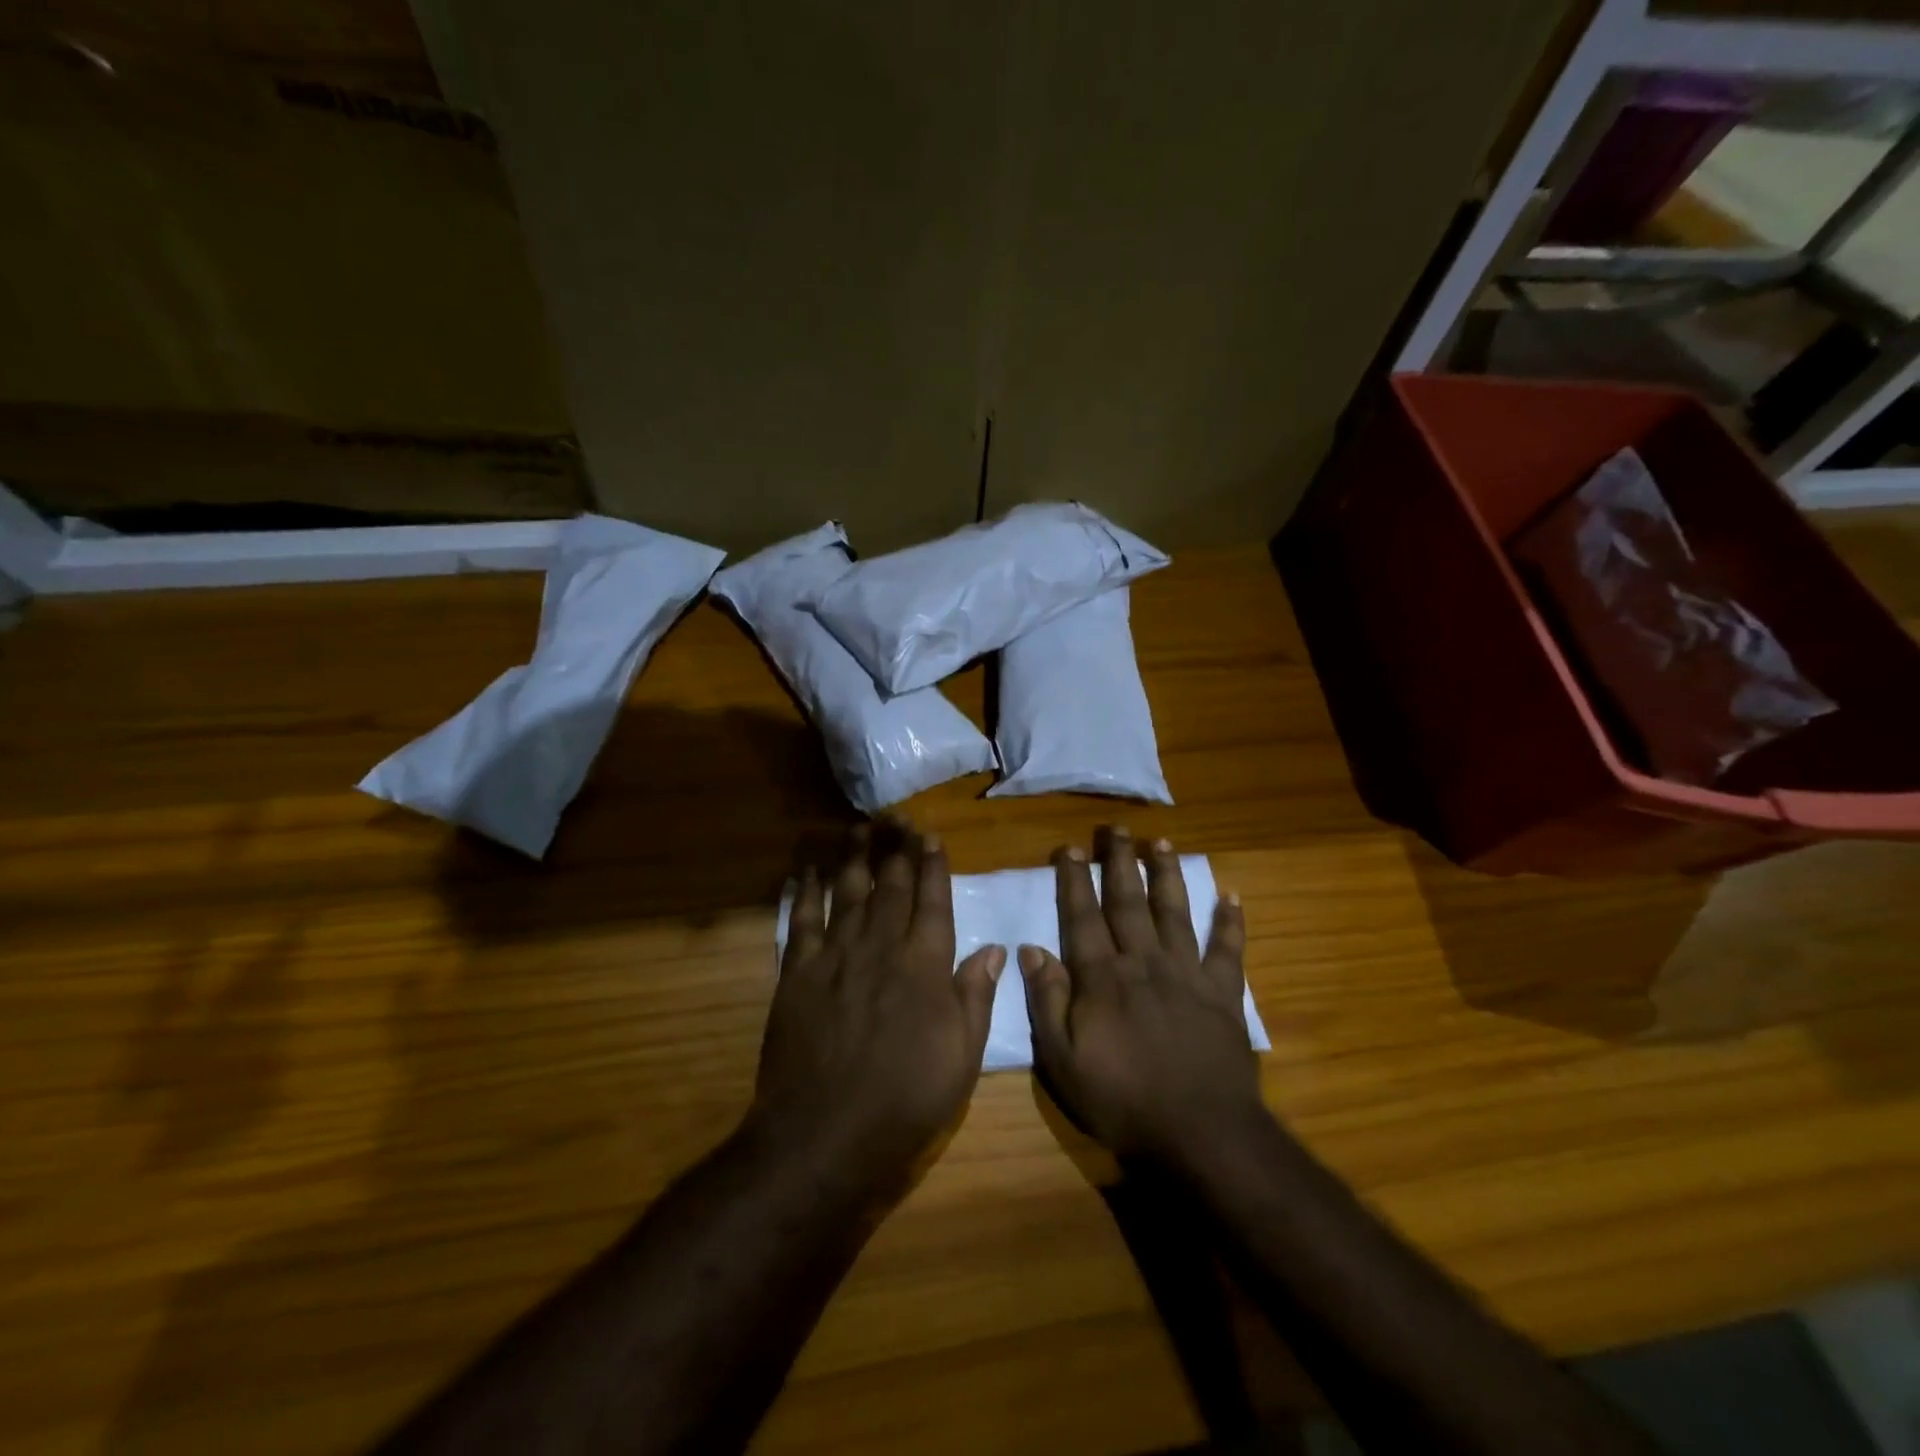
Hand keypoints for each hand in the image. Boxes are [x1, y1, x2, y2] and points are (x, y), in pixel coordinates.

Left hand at [752, 823, 1004, 1192]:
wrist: (825, 1132)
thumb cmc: (905, 1098)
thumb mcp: (962, 1056)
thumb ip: (976, 996)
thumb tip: (995, 948)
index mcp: (925, 964)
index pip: (932, 899)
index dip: (932, 864)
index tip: (930, 836)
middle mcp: (881, 945)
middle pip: (891, 884)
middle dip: (896, 846)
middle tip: (898, 816)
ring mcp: (836, 954)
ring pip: (848, 890)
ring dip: (854, 855)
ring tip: (859, 826)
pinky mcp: (797, 971)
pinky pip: (801, 918)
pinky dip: (805, 890)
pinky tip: (807, 869)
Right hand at [1018, 829, 1265, 1165]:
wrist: (1200, 1133)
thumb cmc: (1123, 1100)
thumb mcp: (1063, 1060)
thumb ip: (1048, 1001)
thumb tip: (1032, 949)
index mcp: (1103, 977)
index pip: (1083, 917)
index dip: (1074, 880)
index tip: (1069, 848)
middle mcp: (1144, 962)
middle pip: (1128, 902)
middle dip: (1120, 862)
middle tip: (1116, 829)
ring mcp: (1187, 975)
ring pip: (1174, 912)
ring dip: (1167, 876)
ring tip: (1162, 843)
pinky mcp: (1223, 994)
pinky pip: (1227, 950)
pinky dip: (1230, 923)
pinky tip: (1232, 896)